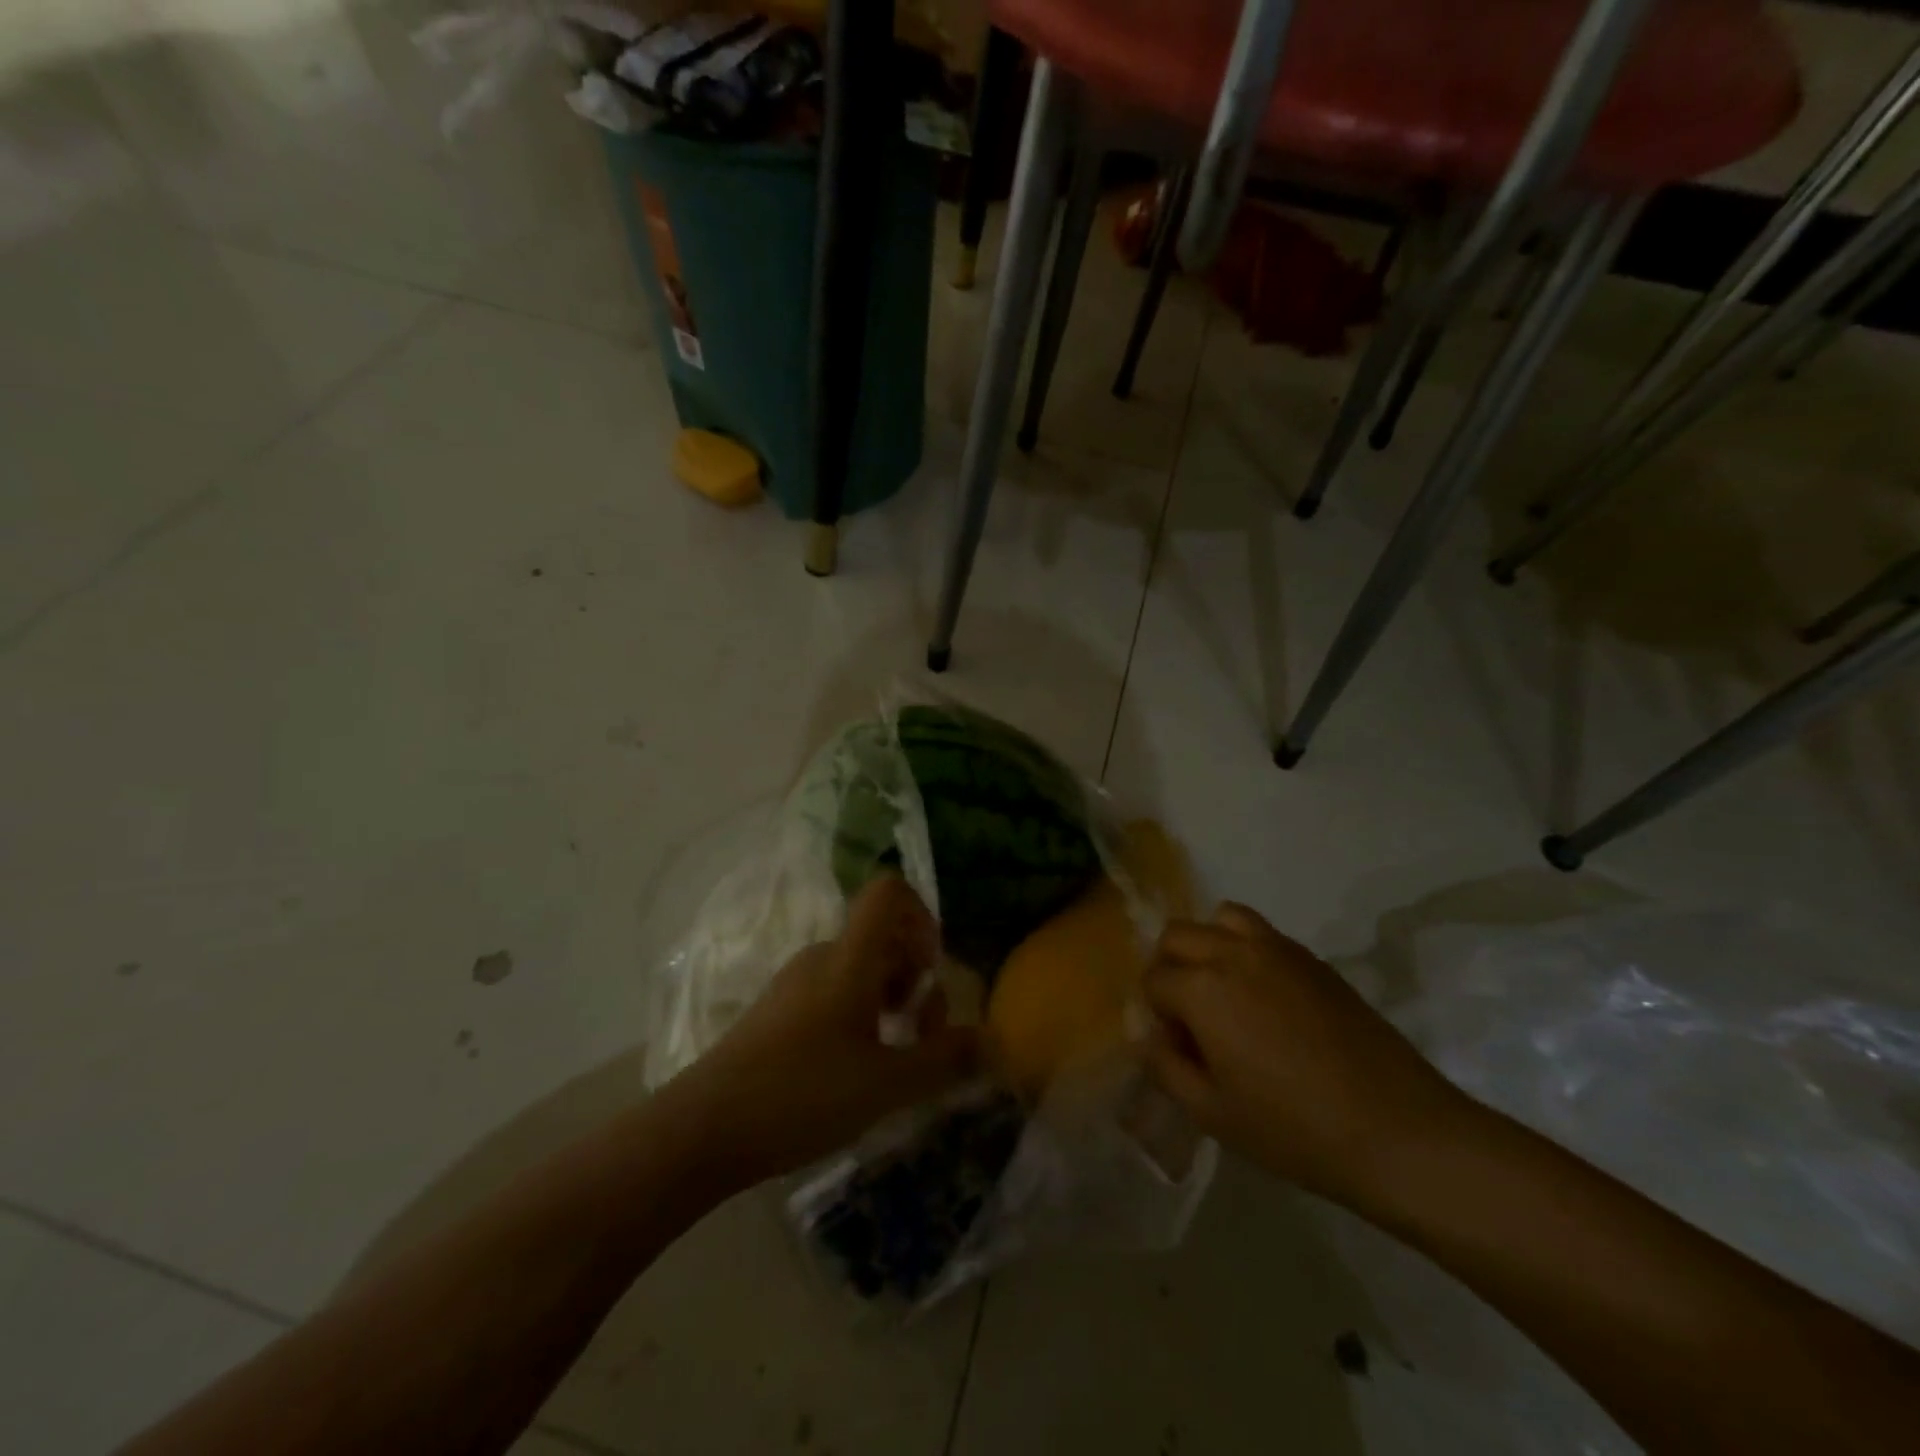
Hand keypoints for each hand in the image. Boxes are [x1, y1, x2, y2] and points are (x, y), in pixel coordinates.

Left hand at [664, 876, 979, 1189]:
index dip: (922, 915)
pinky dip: (860, 1017)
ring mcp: (796, 984)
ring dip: (890, 1001)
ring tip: (894, 1059)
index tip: (933, 970)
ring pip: (859, 969)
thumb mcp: (886, 1084)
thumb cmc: (802, 1094)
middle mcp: (822, 957)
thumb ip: (944, 1060)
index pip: (888, 893)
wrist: (702, 1129)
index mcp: (849, 958)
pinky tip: (857, 1071)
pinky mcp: (778, 1013)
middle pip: (882, 937)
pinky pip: (834, 993)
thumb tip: (991, 1041)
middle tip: (922, 1034)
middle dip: (914, 978)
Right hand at [1136, 903, 1476, 1209]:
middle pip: (1178, 935)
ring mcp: (1279, 950)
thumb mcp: (1211, 1113)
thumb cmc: (1294, 1130)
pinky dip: (1247, 950)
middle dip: (1170, 968)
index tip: (1179, 1048)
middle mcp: (1234, 953)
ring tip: (1225, 992)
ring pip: (1222, 919)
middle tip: (1190, 1016)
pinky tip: (1268, 1001)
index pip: (1153, 979)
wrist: (1400, 1132)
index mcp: (1203, 988)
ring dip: (1209, 946)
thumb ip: (1165, 1066)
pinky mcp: (1314, 960)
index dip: (1157, 1014)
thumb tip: (1152, 1037)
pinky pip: (1263, 934)